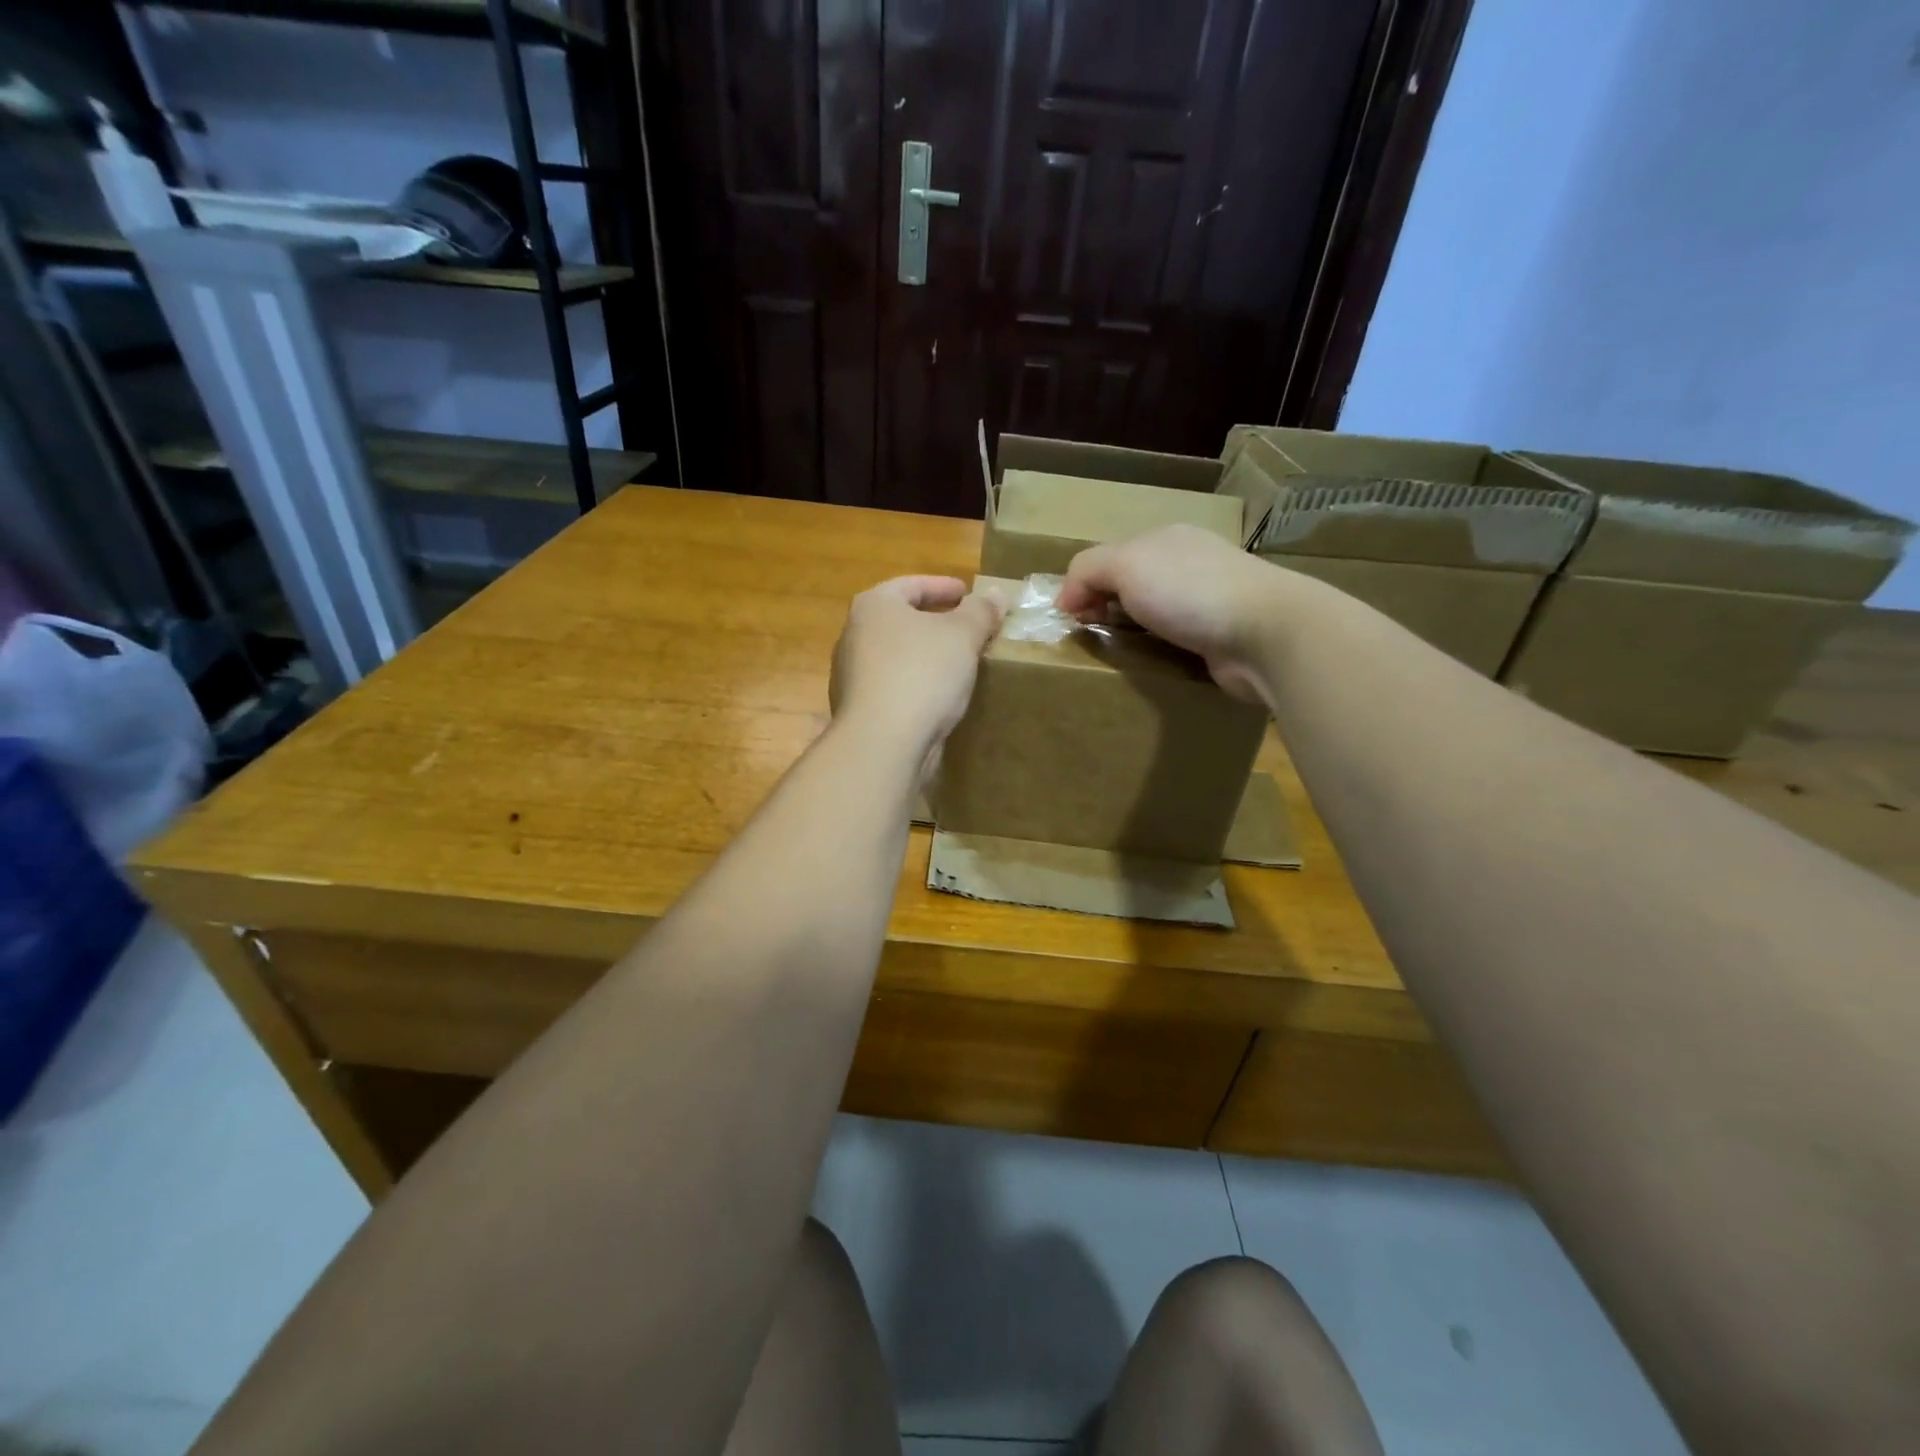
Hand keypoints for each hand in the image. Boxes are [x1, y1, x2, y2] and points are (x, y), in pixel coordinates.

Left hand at [830, 575, 1003, 753]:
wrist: (883, 742)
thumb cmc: (922, 673)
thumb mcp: (962, 635)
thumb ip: (981, 611)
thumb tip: (996, 593)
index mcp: (874, 606)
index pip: (911, 585)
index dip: (943, 586)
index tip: (968, 594)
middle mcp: (854, 635)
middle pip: (901, 620)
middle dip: (935, 622)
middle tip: (968, 628)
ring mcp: (852, 675)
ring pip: (897, 655)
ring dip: (927, 655)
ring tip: (960, 663)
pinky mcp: (860, 709)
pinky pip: (895, 686)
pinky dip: (918, 683)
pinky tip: (941, 696)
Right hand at [1058, 525, 1296, 704]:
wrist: (1266, 632)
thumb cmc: (1189, 591)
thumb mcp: (1126, 565)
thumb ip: (1087, 570)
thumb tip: (1066, 597)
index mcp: (1165, 539)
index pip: (1110, 556)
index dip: (1084, 584)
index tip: (1071, 617)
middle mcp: (1188, 564)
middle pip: (1132, 585)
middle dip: (1107, 608)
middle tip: (1090, 637)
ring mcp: (1209, 600)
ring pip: (1155, 614)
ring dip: (1133, 632)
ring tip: (1117, 655)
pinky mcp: (1221, 636)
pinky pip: (1176, 641)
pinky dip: (1159, 650)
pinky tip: (1152, 662)